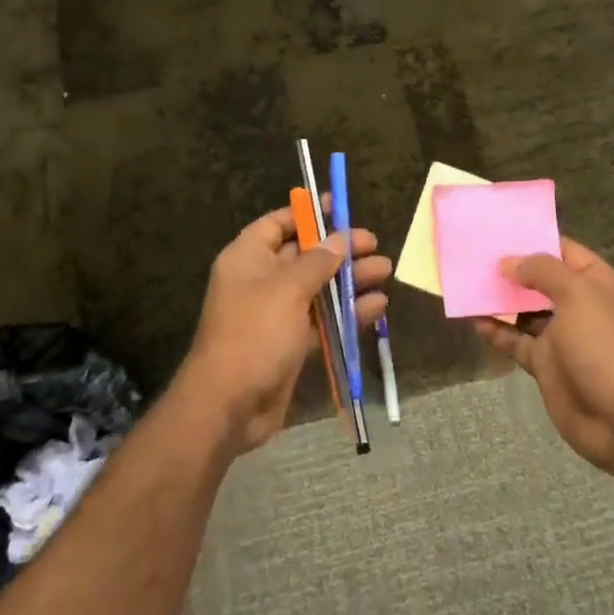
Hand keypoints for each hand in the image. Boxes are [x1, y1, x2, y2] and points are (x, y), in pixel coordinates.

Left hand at [179, 204, 390, 452]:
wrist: (229, 406)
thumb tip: (338, 239)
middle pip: (304, 255)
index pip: (278, 223)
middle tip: (374, 244)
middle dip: (339, 250)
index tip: (339, 208)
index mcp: (248, 258)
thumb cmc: (254, 334)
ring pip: (318, 288)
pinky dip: (347, 312)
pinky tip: (377, 306)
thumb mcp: (287, 290)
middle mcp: (261, 280)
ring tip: (384, 271)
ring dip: (349, 280)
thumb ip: (317, 262)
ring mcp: (276, 313)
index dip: (308, 214)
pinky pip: (322, 319)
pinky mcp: (290, 343)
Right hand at [473, 237, 613, 470]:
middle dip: (511, 269)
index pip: (563, 250)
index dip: (533, 238)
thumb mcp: (577, 295)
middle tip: (473, 255)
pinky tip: (474, 321)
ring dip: (499, 300)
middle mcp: (579, 305)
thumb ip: (543, 271)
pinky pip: (516, 341)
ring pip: (524, 310)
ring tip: (467, 284)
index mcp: (597, 283)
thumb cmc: (603, 346)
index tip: (498, 229)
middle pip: (540, 280)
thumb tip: (510, 262)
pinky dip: (496, 331)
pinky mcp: (545, 363)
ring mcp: (561, 335)